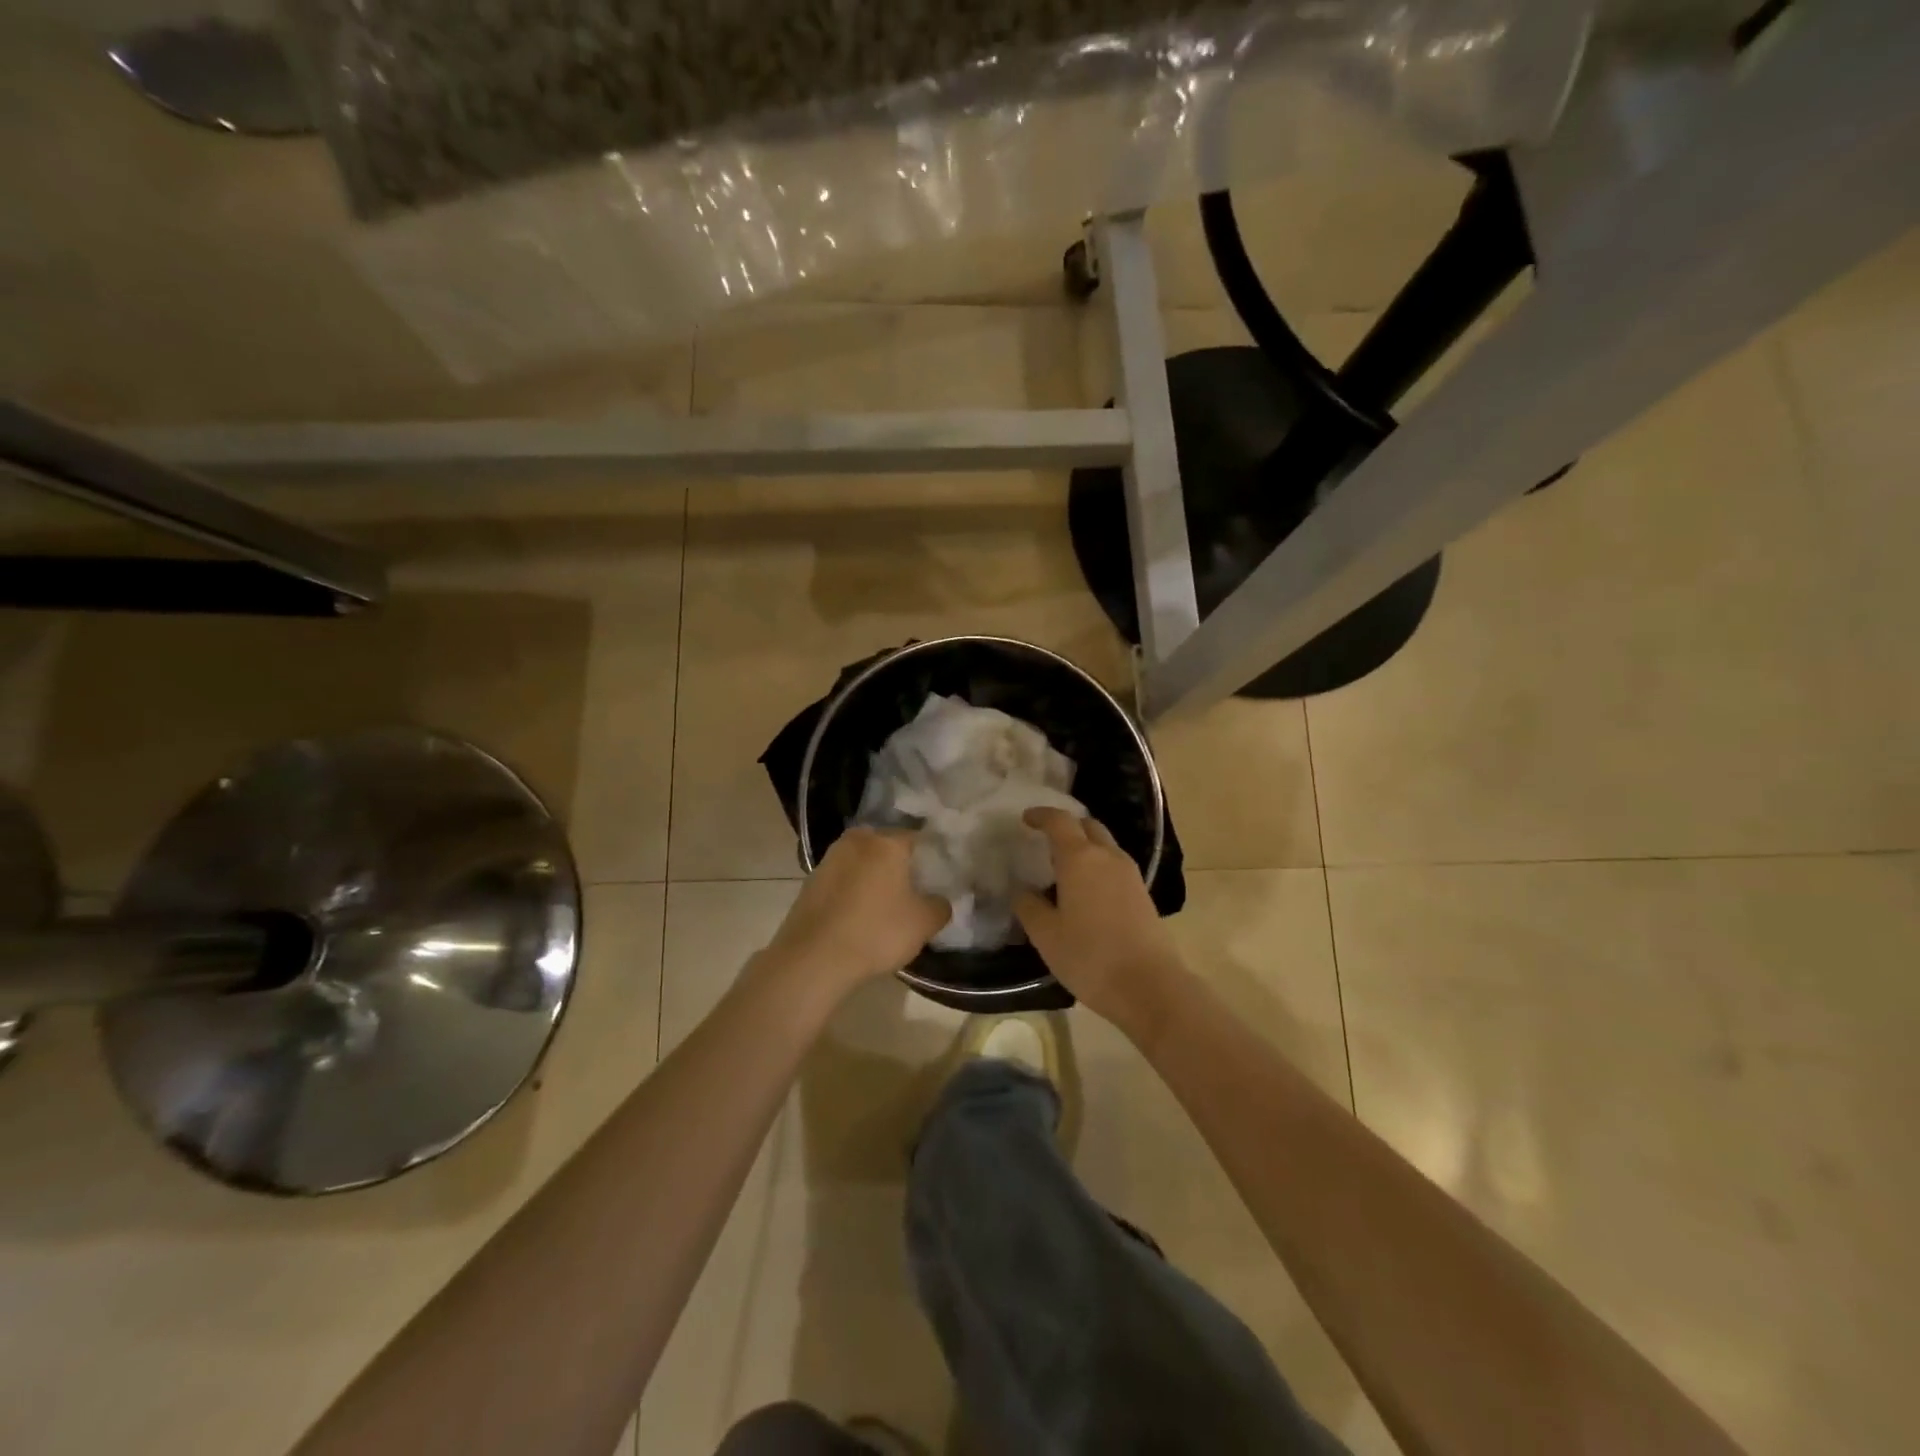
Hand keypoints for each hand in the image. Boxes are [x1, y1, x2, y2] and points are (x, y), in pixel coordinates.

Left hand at [762, 828, 949, 996]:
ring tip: (883, 902)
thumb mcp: (923, 924)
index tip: (937, 874)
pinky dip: (851, 889)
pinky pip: (841, 878)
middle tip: (911, 887)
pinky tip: (857, 913)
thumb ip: (940, 906)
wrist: (813, 958)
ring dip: (871, 875)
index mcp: (886, 843)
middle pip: (885, 845)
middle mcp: (856, 841)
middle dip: (898, 861)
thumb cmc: (876, 932)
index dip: (929, 855)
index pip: (916, 837)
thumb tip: (939, 900)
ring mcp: (829, 859)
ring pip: (860, 860)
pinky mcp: (810, 881)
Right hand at [1014, 809, 1186, 1033]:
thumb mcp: (1046, 934)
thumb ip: (1029, 906)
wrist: (1149, 986)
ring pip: (1104, 845)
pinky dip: (1097, 865)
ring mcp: (1130, 874)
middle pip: (1087, 826)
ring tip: (1063, 868)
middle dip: (1066, 826)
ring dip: (1084, 846)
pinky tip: (1086, 890)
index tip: (1026, 819)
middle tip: (1046, 841)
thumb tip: (1022, 890)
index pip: (1059, 821)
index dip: (1041, 815)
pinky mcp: (1142, 893)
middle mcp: (1107, 856)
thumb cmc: (1089, 956)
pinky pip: (1115, 865)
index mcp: (1080, 858)